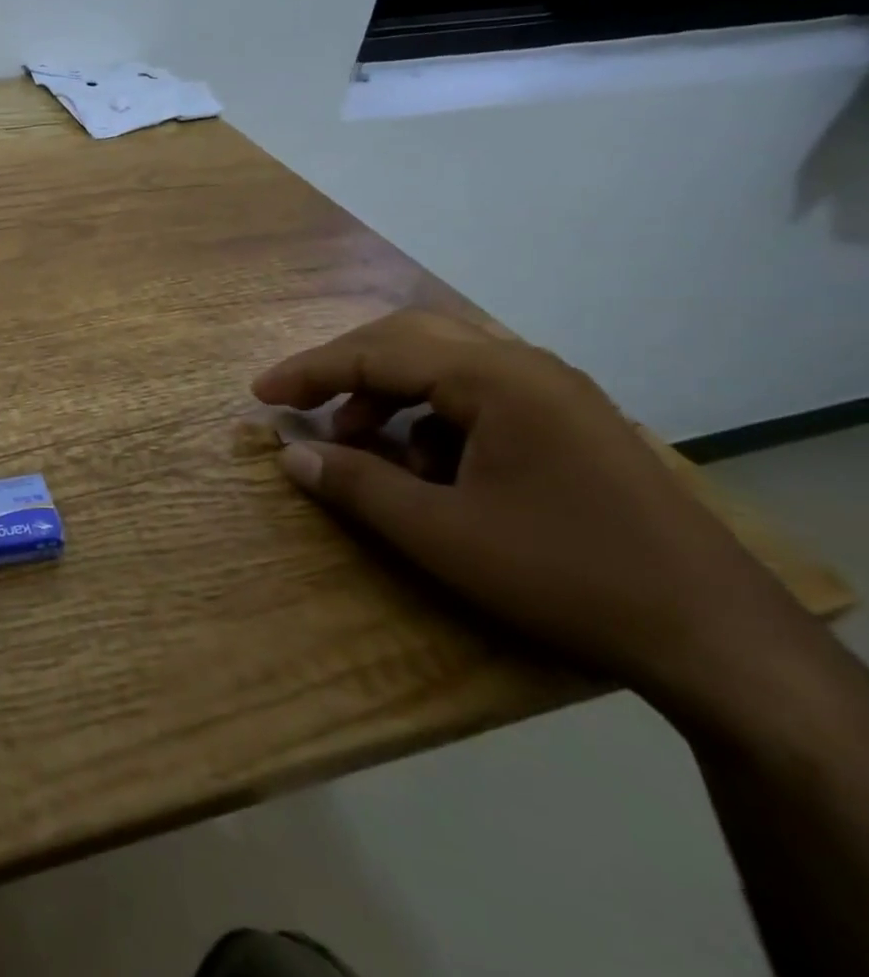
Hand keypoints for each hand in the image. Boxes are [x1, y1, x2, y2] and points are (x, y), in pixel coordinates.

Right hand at [251, 311, 822, 718]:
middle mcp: (526, 368)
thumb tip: (290, 454)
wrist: (715, 637)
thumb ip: (357, 485)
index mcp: (498, 380)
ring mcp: (554, 393)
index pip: (379, 353)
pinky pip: (476, 395)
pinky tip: (425, 467)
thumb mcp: (440, 534)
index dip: (310, 371)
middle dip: (345, 369)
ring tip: (359, 442)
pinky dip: (429, 417)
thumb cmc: (564, 574)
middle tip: (301, 403)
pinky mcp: (567, 423)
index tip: (260, 395)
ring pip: (443, 365)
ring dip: (387, 393)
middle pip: (410, 339)